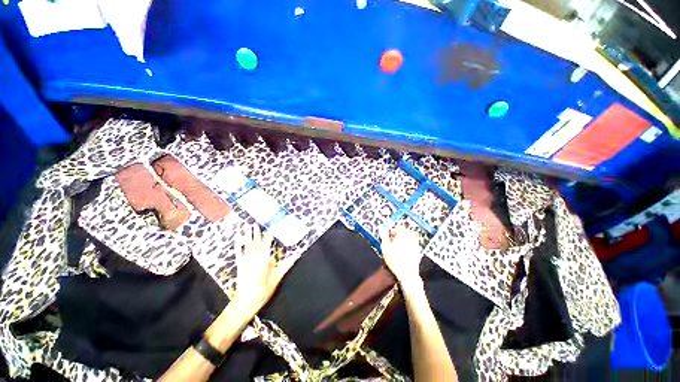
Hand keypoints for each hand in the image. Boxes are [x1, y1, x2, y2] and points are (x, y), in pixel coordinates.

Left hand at [233, 225, 295, 314]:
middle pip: (256, 241)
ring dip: (248, 234)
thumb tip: (297, 255)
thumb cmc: (263, 289)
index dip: (270, 232)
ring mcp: (245, 259)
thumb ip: (286, 264)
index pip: (268, 241)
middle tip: (258, 222)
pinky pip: (238, 251)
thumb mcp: (277, 277)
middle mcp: (254, 256)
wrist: (245, 302)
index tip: (273, 224)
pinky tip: (237, 237)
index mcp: (263, 257)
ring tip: (248, 225)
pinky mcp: (240, 264)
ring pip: (247, 244)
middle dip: (258, 231)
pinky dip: (238, 243)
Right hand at [380, 227, 422, 286]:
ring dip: (405, 237)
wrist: (407, 273)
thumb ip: (384, 237)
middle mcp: (410, 238)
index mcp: (403, 235)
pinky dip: (408, 243)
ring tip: (398, 242)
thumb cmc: (395, 260)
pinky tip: (403, 249)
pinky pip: (413, 243)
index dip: (393, 230)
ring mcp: (415, 244)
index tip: (389, 234)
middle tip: (393, 237)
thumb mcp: (385, 247)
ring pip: (410, 236)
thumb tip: (383, 231)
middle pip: (406, 231)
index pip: (399, 227)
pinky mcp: (417, 251)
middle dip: (400, 232)